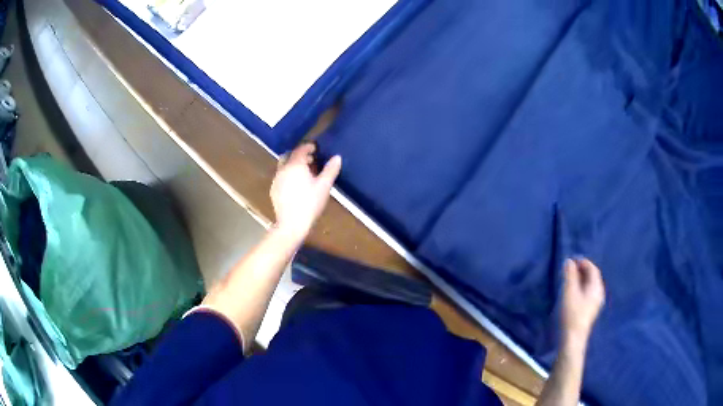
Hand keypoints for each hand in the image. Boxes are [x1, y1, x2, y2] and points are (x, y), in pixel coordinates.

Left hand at [270, 143, 341, 239]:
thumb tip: (337, 157)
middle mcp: (283, 169)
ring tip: (304, 174)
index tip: (316, 148)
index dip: (308, 147)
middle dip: (299, 156)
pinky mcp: (273, 190)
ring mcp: (276, 180)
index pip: (300, 150)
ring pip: (284, 167)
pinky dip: (288, 176)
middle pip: (289, 156)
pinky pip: (281, 177)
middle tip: (311, 161)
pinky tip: (296, 186)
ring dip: (293, 166)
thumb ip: (330, 170)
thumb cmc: (310, 203)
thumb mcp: (324, 186)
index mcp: (295, 165)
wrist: (292, 224)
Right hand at [561, 258, 604, 346]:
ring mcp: (596, 303)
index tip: (572, 260)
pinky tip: (573, 292)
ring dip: (581, 279)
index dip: (583, 262)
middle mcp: (599, 293)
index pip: (593, 269)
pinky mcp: (590, 310)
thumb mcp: (569, 292)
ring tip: (569, 279)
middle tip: (569, 269)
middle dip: (582, 270)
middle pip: (592, 276)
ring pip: (590, 285)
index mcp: (596, 287)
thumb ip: (570, 275)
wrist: (573, 338)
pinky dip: (581, 288)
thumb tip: (569, 261)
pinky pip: (588, 293)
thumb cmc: (572, 313)